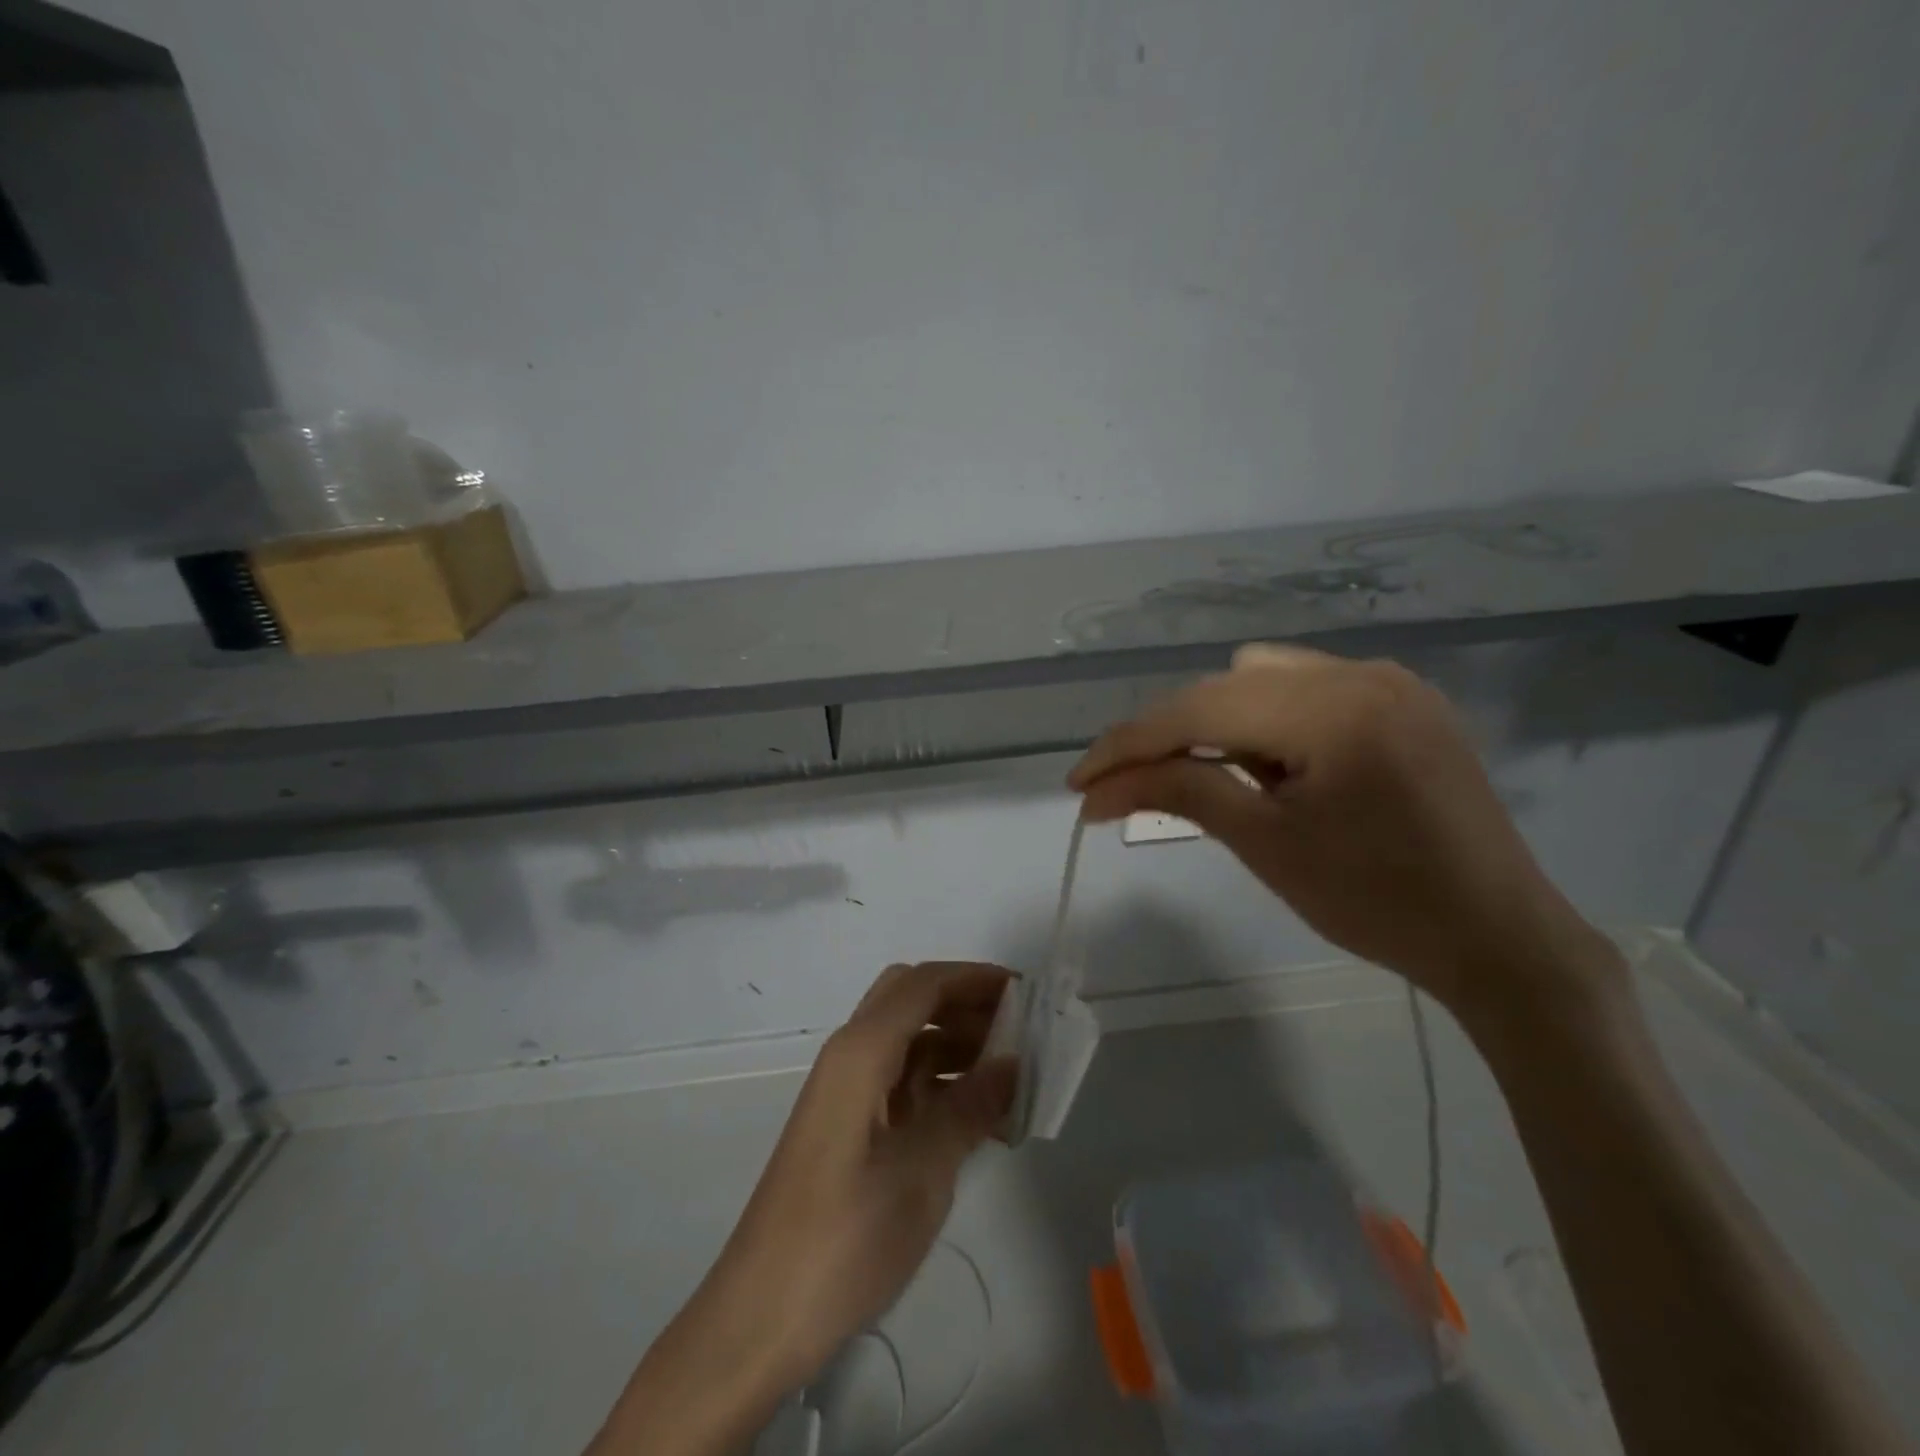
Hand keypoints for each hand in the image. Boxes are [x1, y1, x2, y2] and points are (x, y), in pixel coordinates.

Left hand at [590, 963, 1014, 1455]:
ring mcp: (846, 1091)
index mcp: (860, 1051)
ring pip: (907, 1038)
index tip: (1027, 994)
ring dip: (955, 1043)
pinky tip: (979, 1113)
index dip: (975, 978)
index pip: (924, 984)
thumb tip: (1013, 1061)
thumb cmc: (845, 1238)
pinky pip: (901, 1079)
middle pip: (911, 1000)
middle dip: (965, 1003)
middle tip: (1019, 1030)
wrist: (762, 1316)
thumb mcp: (923, 1172)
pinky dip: (940, 1080)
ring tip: (1011, 1074)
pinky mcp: (848, 1125)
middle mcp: (850, 1056)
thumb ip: (970, 1107)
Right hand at [1068, 644, 1622, 1025]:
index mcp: (1333, 708)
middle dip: (1168, 735)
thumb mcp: (1265, 846)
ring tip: (1214, 779)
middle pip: (1224, 686)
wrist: (1500, 939)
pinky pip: (1306, 689)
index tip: (1079, 782)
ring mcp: (1388, 680)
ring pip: (1261, 679)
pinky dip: (1265, 720)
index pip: (1198, 709)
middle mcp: (1361, 672)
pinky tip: (1270, 765)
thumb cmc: (1378, 904)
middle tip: (1129, 787)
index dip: (1128, 744)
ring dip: (1216, 722)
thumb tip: (1096, 790)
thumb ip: (1178, 793)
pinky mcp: (1403, 700)